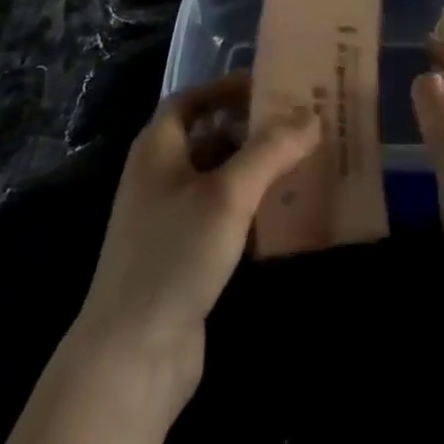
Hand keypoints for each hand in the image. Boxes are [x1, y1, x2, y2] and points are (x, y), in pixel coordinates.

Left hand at [69, 75, 319, 410]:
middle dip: (254, 130)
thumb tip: (311, 114)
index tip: (272, 87)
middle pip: (210, 137)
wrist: (132, 356)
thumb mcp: (228, 194)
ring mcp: (171, 219)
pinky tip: (288, 216)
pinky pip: (225, 218)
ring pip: (221, 179)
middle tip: (302, 126)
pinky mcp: (186, 257)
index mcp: (158, 148)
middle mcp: (160, 176)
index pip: (192, 99)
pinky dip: (253, 210)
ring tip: (306, 164)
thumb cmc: (175, 255)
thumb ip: (270, 150)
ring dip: (258, 171)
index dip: (228, 88)